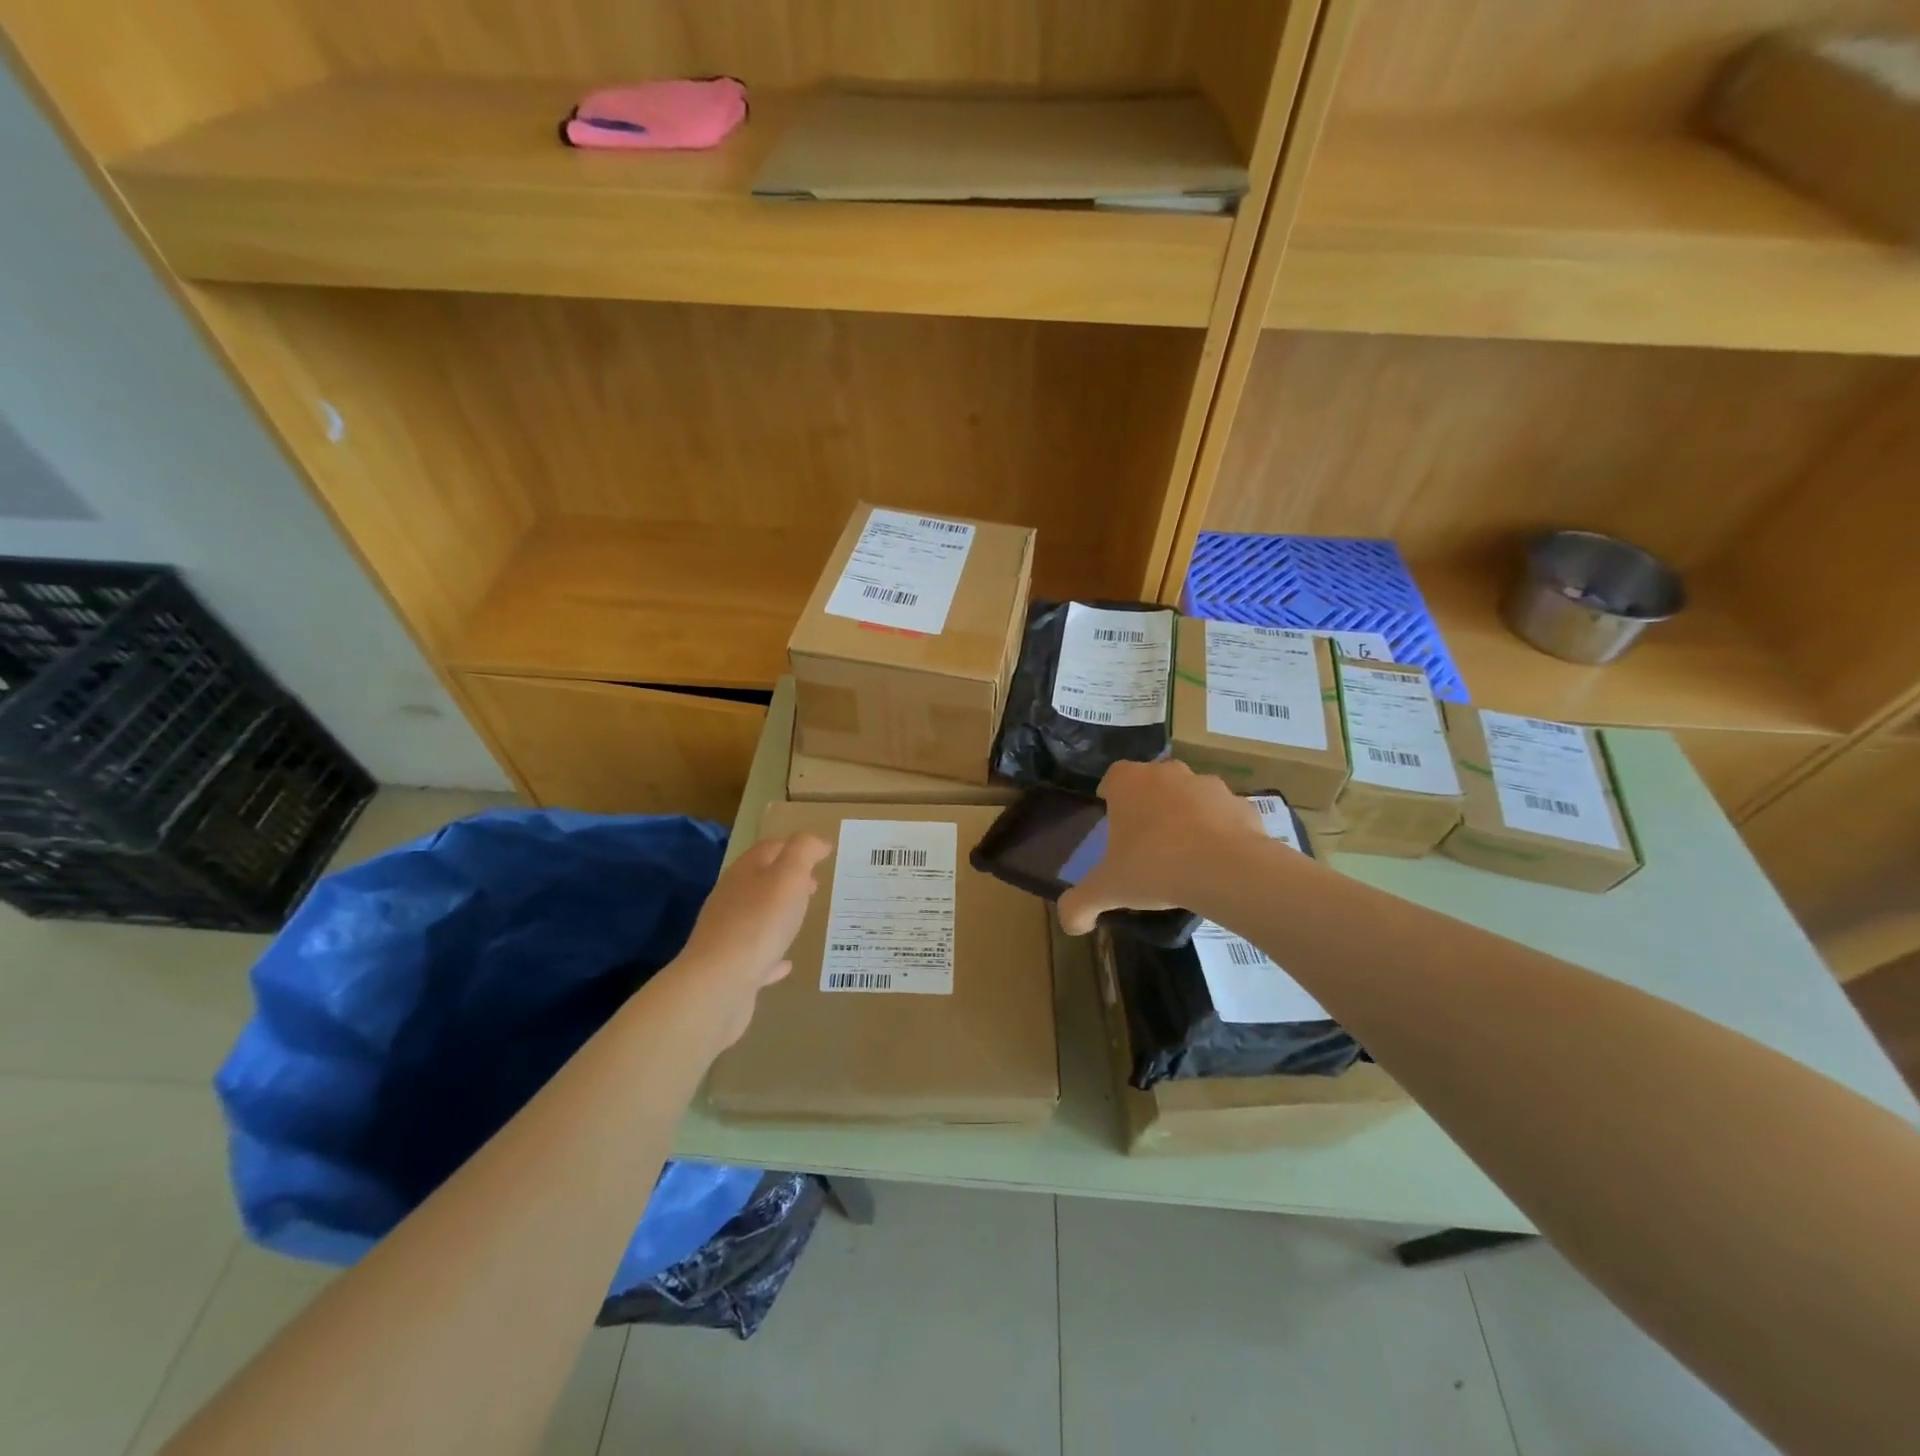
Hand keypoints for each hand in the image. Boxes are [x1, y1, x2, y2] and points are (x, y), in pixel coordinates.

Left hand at [659, 833, 833, 1051]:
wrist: (718, 985)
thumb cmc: (758, 923)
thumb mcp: (789, 876)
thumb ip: (803, 851)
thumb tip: (815, 841)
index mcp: (743, 874)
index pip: (769, 849)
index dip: (795, 847)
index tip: (823, 854)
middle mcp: (730, 900)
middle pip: (760, 881)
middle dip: (787, 880)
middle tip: (814, 885)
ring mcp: (727, 935)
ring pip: (756, 917)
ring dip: (778, 914)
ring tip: (802, 918)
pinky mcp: (729, 969)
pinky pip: (756, 956)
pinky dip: (772, 955)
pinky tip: (786, 963)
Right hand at [1057, 760, 1268, 934]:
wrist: (1227, 869)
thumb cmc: (1155, 866)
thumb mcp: (1108, 890)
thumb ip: (1080, 904)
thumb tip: (1069, 924)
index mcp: (1129, 782)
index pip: (1112, 777)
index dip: (1110, 796)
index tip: (1112, 822)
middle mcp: (1167, 773)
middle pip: (1152, 783)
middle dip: (1148, 805)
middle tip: (1145, 842)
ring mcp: (1208, 785)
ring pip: (1190, 796)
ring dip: (1185, 816)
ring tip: (1183, 854)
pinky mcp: (1241, 804)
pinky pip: (1224, 815)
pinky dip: (1219, 832)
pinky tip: (1216, 862)